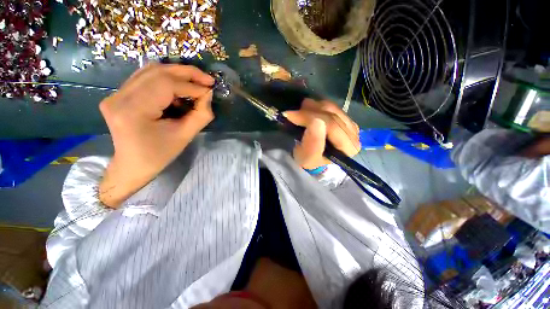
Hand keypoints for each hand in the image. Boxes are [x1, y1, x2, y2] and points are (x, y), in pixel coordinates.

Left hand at [98, 64, 214, 207]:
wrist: (132, 165)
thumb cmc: (160, 155)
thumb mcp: (185, 136)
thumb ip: (200, 114)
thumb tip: (208, 94)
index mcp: (133, 111)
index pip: (166, 85)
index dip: (192, 85)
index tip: (210, 90)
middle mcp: (119, 97)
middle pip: (157, 72)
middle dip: (187, 73)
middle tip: (207, 79)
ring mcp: (115, 94)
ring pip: (151, 71)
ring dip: (177, 74)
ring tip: (196, 82)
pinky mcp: (118, 94)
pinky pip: (145, 78)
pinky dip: (166, 79)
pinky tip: (179, 89)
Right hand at [284, 99, 360, 169]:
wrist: (315, 159)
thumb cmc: (311, 161)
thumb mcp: (307, 158)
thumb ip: (312, 144)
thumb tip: (315, 121)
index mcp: (348, 148)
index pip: (332, 126)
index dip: (310, 117)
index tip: (291, 115)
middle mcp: (354, 135)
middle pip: (332, 115)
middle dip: (309, 111)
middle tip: (292, 112)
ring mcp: (350, 125)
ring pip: (332, 108)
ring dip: (313, 107)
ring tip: (300, 110)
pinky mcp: (345, 119)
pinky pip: (332, 106)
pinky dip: (318, 106)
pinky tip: (309, 110)